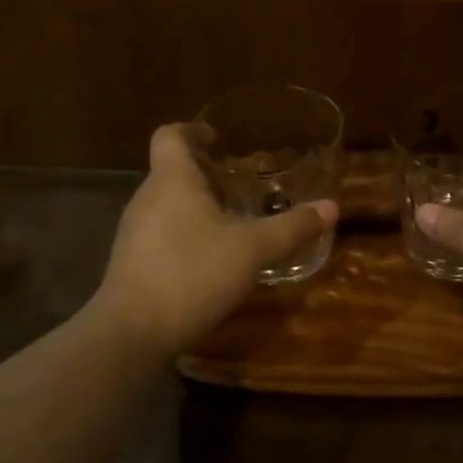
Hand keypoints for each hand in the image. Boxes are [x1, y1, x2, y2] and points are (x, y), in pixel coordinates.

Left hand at [91, 124, 338, 357]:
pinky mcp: (131, 262)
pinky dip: (184, 234)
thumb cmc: (192, 274)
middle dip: (204, 173)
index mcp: (172, 180)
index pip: (170, 135)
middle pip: (171, 170)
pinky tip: (210, 259)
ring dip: (195, 206)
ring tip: (231, 221)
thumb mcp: (252, 250)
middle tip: (240, 184)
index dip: (191, 129)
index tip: (216, 138)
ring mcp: (134, 232)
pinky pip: (160, 233)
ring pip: (166, 204)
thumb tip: (331, 207)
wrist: (131, 333)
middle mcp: (147, 198)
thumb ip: (291, 227)